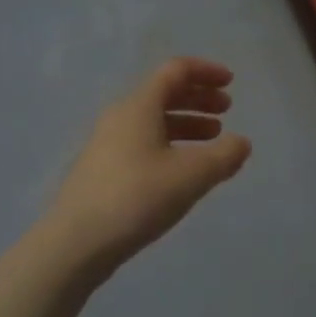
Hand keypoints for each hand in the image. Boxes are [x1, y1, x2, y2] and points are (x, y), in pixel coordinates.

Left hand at [46, 58, 251, 279]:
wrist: (73, 246)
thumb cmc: (136, 198)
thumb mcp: (192, 176)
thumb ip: (224, 156)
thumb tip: (242, 143)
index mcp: (139, 106)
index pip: (176, 71)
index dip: (206, 72)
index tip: (231, 83)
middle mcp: (121, 117)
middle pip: (164, 93)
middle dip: (199, 97)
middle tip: (226, 110)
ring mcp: (107, 144)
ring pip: (154, 120)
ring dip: (187, 122)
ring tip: (213, 140)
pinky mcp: (103, 170)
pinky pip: (144, 142)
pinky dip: (171, 144)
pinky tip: (184, 169)